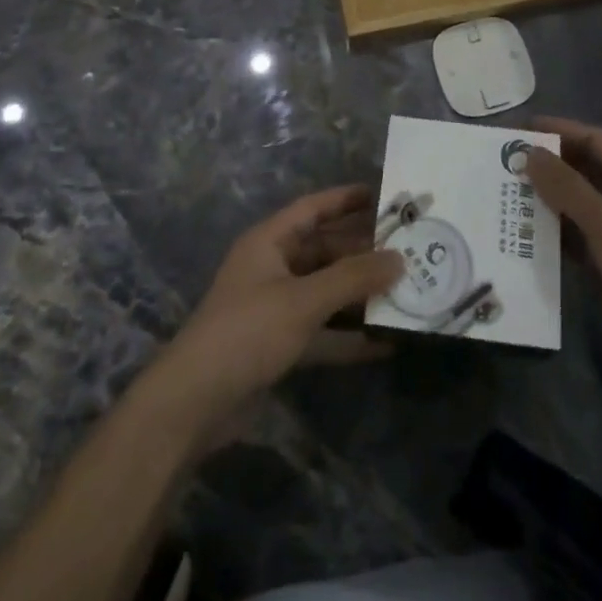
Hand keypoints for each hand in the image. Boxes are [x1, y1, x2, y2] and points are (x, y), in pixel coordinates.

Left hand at [144, 186, 402, 449]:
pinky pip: (322, 331)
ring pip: (326, 290)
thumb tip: (399, 259)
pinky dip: (349, 336)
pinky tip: (385, 342)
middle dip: (363, 250)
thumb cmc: (247, 332)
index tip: (384, 196)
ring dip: (360, 293)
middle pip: (324, 250)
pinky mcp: (279, 345)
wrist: (194, 405)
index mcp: (269, 241)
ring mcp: (275, 308)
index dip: (346, 199)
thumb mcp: (303, 300)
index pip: (313, 208)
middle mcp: (272, 267)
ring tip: (405, 289)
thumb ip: (352, 278)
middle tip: (407, 248)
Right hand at [525, 117, 601, 383]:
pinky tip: (523, 234)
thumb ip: (565, 186)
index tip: (519, 129)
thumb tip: (530, 153)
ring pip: (577, 205)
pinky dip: (554, 234)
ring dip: (546, 200)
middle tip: (504, 164)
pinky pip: (577, 237)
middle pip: (582, 170)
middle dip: (547, 166)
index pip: (592, 139)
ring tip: (505, 195)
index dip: (557, 131)